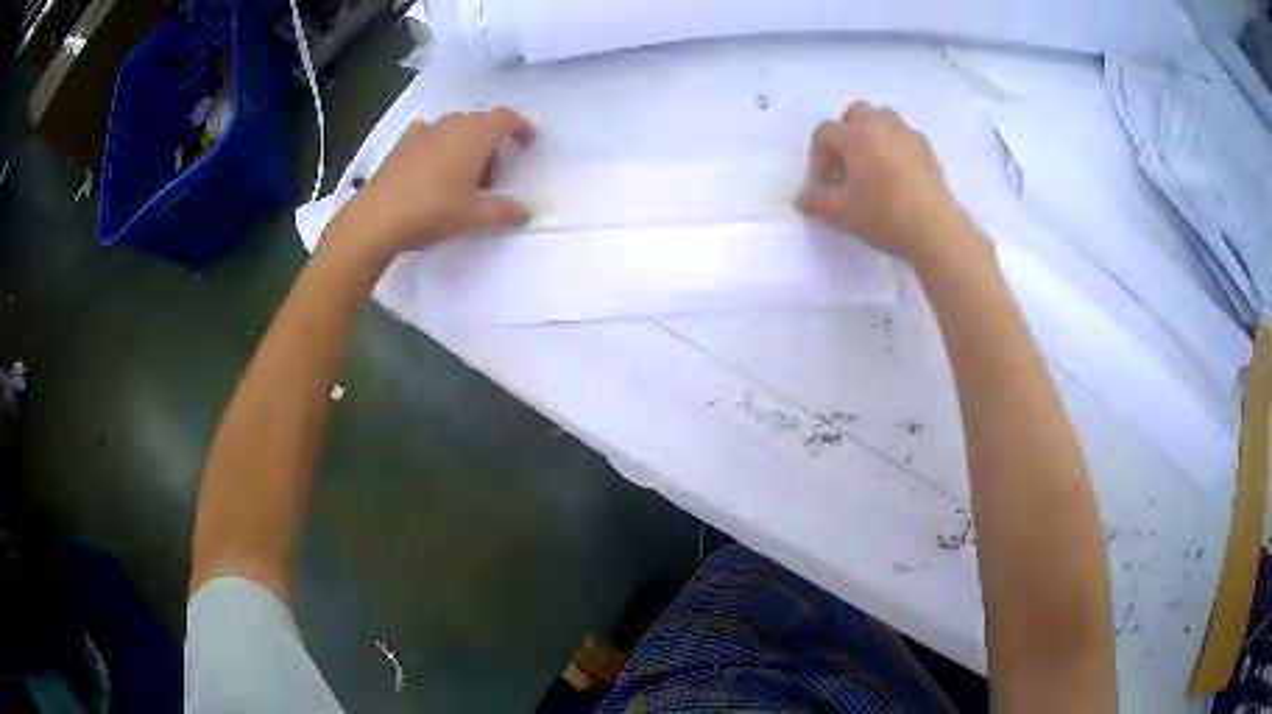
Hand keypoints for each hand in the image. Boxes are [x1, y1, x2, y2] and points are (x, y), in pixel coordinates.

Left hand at [329, 107, 536, 261]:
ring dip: (465, 145)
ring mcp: (423, 132)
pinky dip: (438, 146)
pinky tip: (432, 168)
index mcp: (475, 134)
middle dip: (492, 144)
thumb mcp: (475, 217)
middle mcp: (451, 124)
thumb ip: (505, 212)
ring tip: (461, 177)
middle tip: (492, 178)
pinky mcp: (401, 145)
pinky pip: (428, 136)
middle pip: (481, 124)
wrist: (376, 218)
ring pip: (454, 129)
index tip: (529, 144)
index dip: (522, 128)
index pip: (506, 118)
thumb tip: (526, 213)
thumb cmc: (433, 210)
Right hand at [795, 102, 967, 260]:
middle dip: (845, 135)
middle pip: (855, 113)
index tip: (823, 188)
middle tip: (846, 166)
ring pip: (883, 118)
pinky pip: (906, 137)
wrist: (933, 228)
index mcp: (854, 135)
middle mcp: (880, 125)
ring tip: (872, 164)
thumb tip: (801, 197)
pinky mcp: (927, 151)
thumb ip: (815, 201)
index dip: (818, 159)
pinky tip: (897, 173)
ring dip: (872, 134)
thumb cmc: (882, 215)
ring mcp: (907, 135)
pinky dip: (897, 146)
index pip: (824, 133)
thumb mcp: (840, 213)